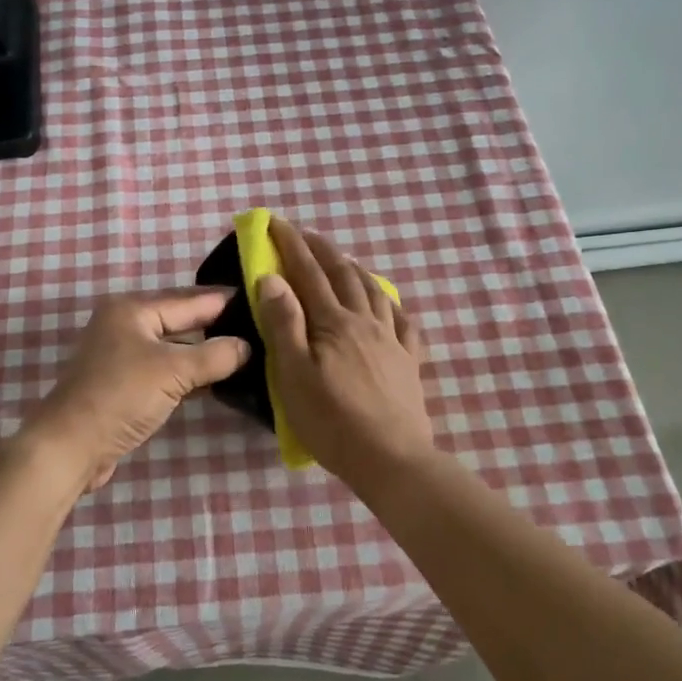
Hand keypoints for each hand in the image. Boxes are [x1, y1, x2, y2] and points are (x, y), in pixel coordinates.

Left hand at [26, 288, 251, 491]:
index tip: (260, 298)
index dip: (224, 301)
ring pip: (174, 346)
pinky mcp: (124, 384)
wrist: (70, 446)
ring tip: (246, 350)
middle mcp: (126, 324)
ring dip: (204, 352)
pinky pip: (165, 369)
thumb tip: (247, 346)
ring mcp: (122, 355)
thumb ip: (215, 356)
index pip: (189, 299)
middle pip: (181, 320)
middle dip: (216, 325)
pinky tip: (216, 378)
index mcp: (132, 309)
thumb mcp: (173, 371)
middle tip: (258, 325)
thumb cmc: (121, 396)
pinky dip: (188, 373)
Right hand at [256, 219, 434, 481]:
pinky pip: (402, 320)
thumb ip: (283, 323)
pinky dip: (389, 302)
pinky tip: (386, 303)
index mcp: (333, 322)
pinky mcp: (409, 361)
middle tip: (304, 234)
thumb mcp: (294, 374)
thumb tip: (272, 277)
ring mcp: (392, 340)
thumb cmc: (332, 420)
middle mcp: (365, 321)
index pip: (308, 272)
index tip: (276, 222)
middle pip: (343, 274)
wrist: (391, 458)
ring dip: (354, 269)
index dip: (291, 244)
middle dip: (321, 250)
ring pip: (373, 290)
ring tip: (342, 261)